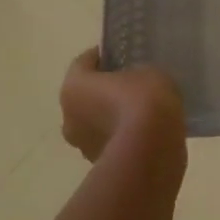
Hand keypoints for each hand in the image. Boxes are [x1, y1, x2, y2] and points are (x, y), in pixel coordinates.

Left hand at [60, 49, 185, 164]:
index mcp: (74, 86)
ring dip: (111, 116)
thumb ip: (137, 74)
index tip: (120, 54)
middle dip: (104, 90)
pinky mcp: (98, 165)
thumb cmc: (143, 101)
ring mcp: (82, 144)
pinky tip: (145, 132)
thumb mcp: (149, 72)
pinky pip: (109, 141)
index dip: (102, 56)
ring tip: (141, 112)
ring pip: (95, 122)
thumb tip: (136, 83)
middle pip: (85, 95)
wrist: (151, 151)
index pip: (84, 63)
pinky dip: (122, 136)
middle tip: (132, 84)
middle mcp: (69, 116)